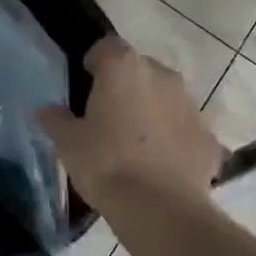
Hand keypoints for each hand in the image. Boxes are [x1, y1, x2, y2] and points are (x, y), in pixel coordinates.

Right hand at [37, 36, 225, 212]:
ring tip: (137, 144)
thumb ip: (56, 120)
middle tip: (109, 118)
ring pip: (166, 98)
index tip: (85, 86)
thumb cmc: (106, 164)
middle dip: (126, 87)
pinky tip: (161, 166)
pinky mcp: (209, 137)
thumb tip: (46, 110)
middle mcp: (162, 75)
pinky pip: (186, 130)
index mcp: (124, 68)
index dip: (95, 63)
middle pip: (140, 70)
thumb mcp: (68, 143)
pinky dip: (175, 140)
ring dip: (153, 112)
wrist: (160, 209)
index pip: (106, 47)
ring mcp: (191, 105)